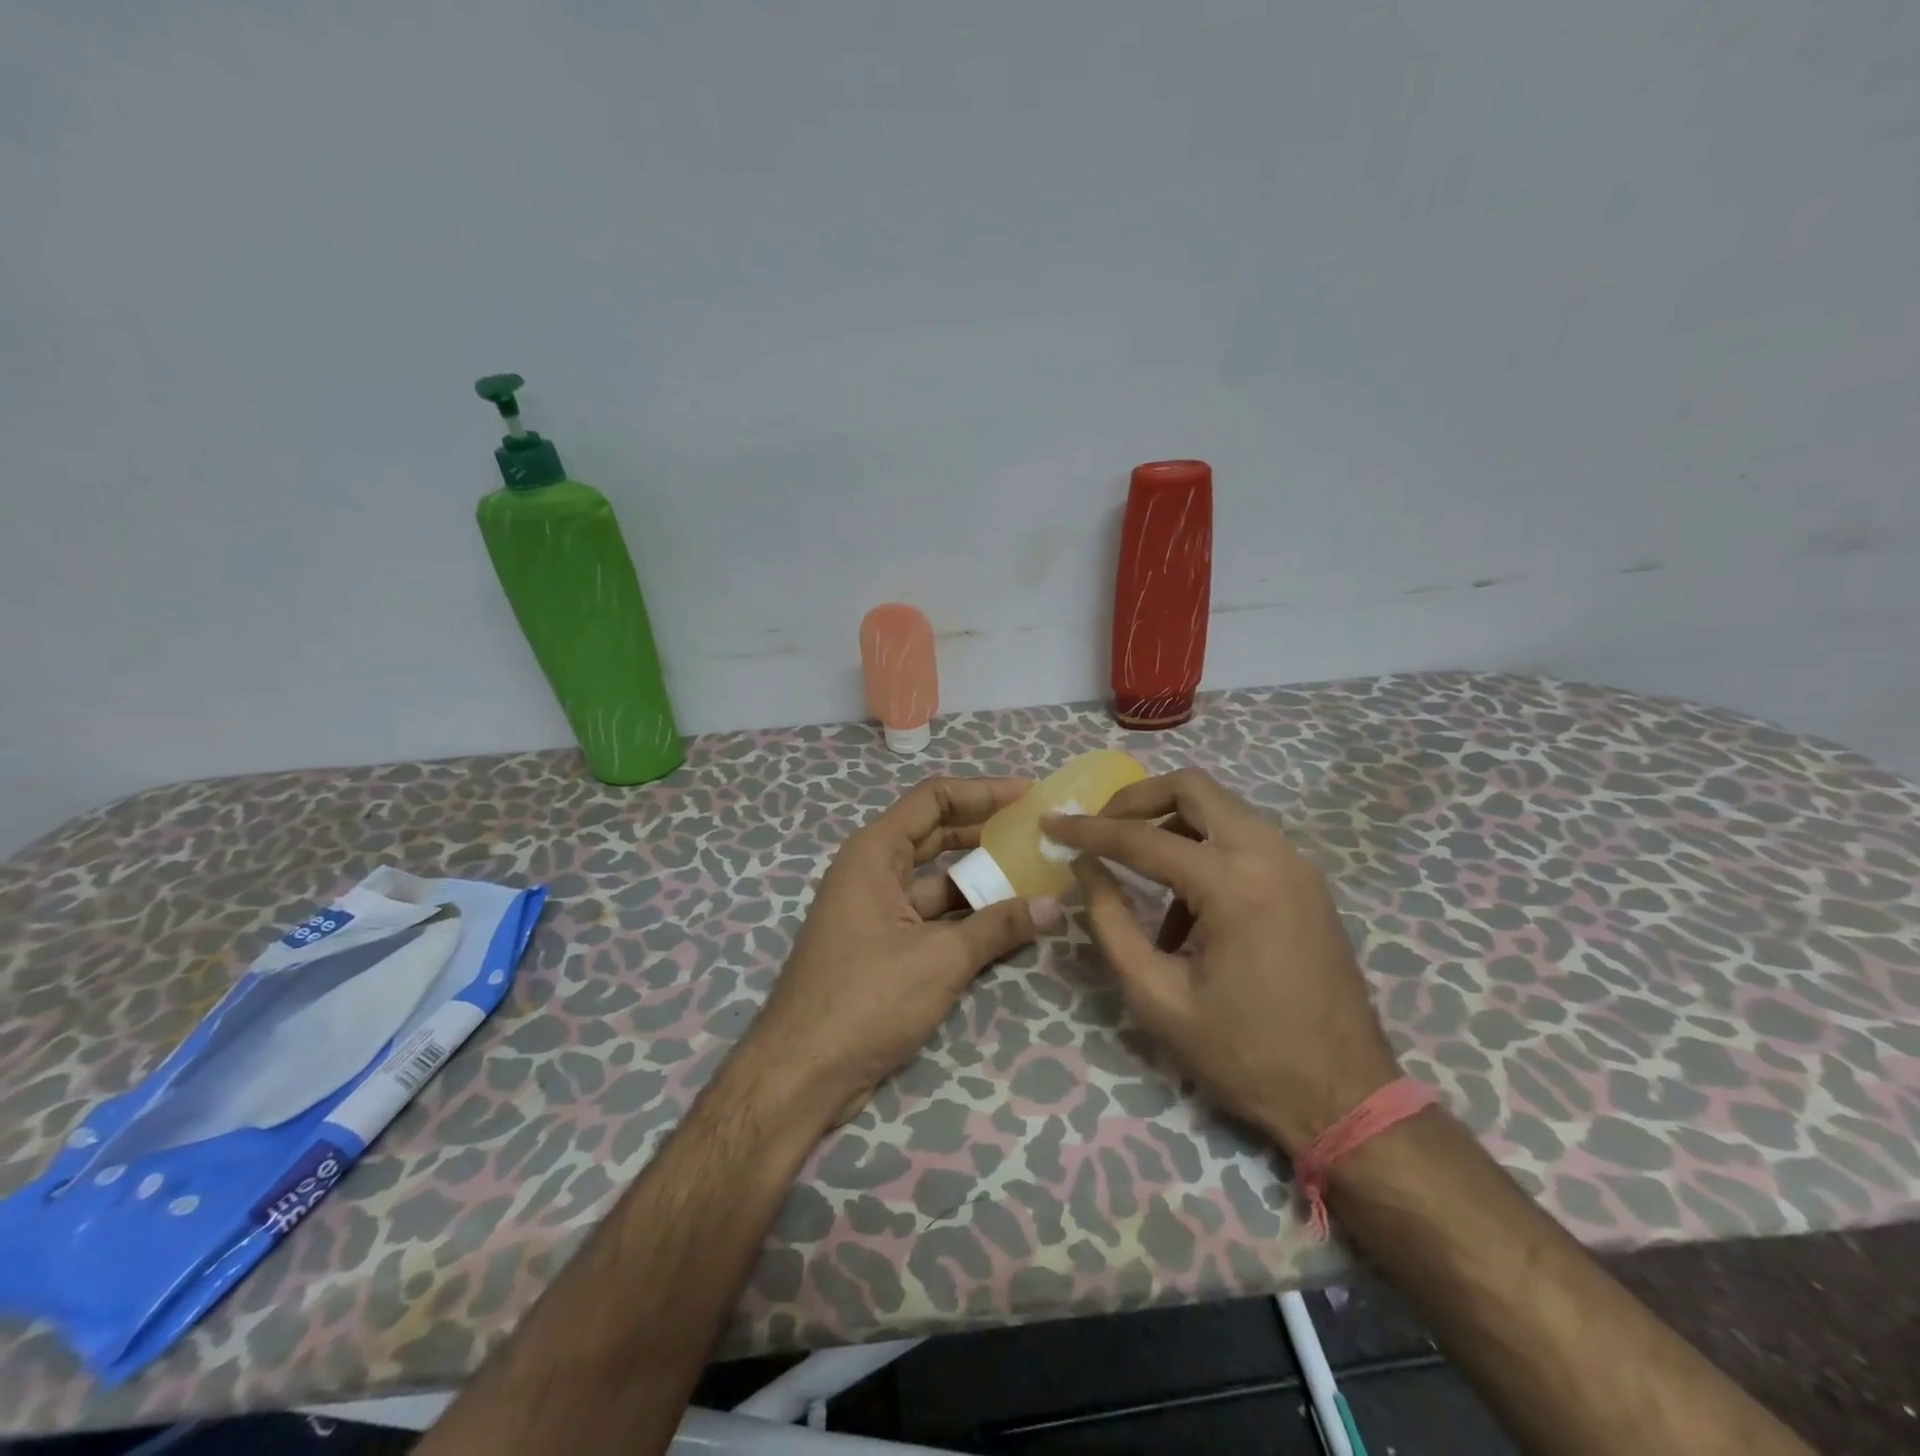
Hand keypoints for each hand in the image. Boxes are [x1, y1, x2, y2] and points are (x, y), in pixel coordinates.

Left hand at [741, 776, 1061, 1127]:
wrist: (802, 1074)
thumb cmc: (866, 999)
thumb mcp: (940, 960)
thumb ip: (998, 927)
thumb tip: (1055, 905)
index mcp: (874, 854)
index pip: (933, 799)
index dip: (982, 791)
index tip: (1028, 795)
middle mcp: (873, 871)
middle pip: (937, 834)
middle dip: (987, 831)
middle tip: (1038, 832)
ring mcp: (877, 910)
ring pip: (938, 880)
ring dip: (982, 878)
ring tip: (1036, 874)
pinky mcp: (884, 946)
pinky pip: (933, 916)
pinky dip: (968, 916)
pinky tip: (1009, 922)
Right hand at [1042, 769, 1400, 1154]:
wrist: (1345, 1097)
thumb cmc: (1243, 1054)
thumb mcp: (1156, 996)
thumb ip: (1110, 921)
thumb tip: (1084, 867)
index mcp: (1233, 884)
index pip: (1142, 838)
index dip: (1088, 831)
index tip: (1050, 826)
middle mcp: (1269, 854)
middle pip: (1192, 788)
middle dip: (1135, 801)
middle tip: (1099, 829)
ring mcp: (1294, 863)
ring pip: (1219, 808)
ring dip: (1170, 826)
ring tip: (1137, 874)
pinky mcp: (1305, 880)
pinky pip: (1242, 838)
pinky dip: (1203, 849)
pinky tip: (1186, 907)